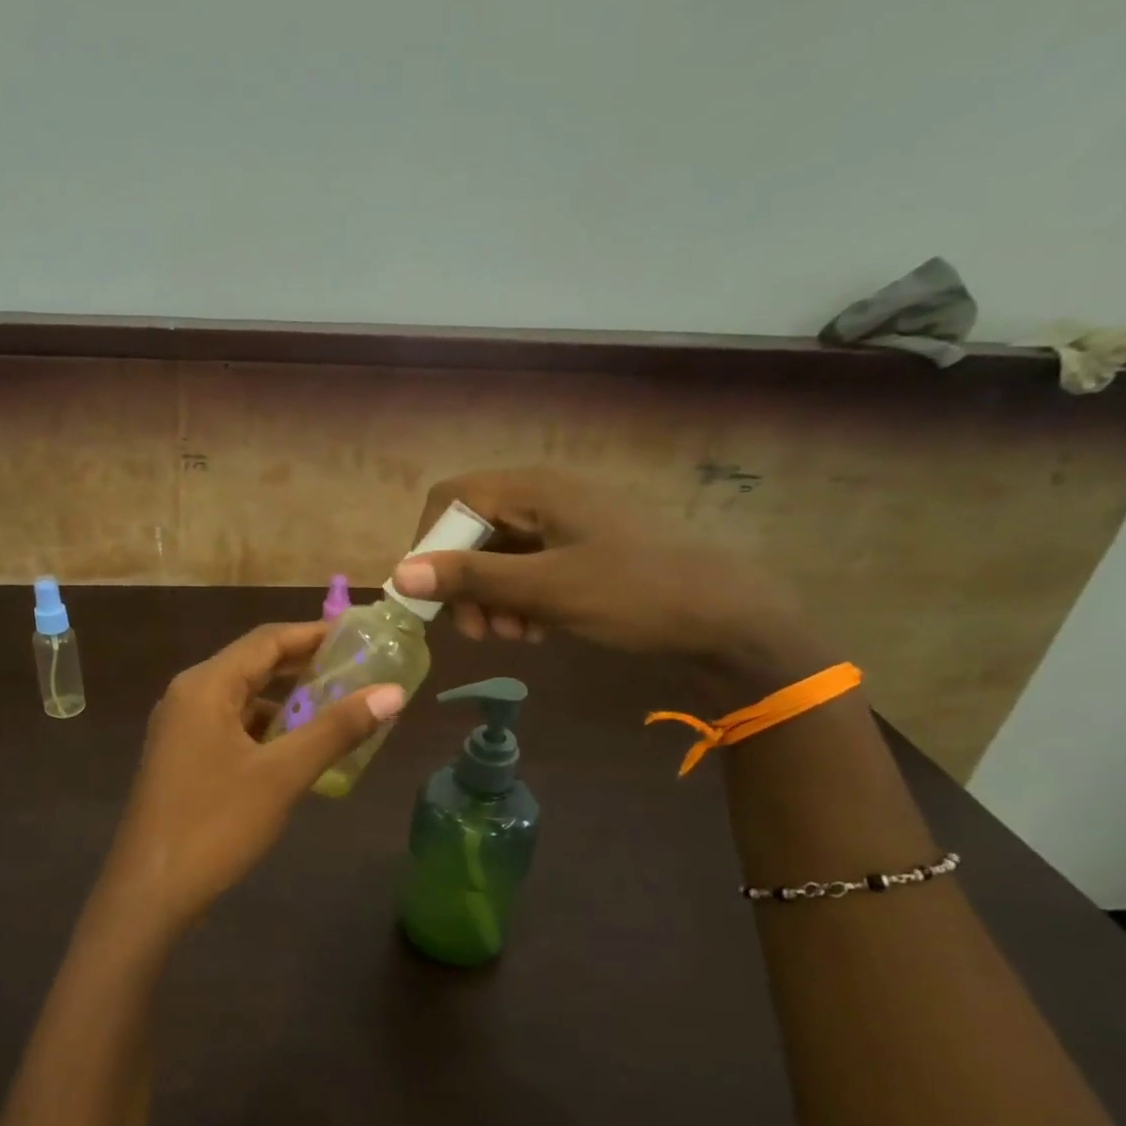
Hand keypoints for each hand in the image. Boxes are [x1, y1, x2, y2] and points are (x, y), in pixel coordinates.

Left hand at [89, 621, 404, 939]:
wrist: (149, 893)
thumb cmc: (215, 825)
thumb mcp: (282, 775)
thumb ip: (336, 729)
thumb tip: (393, 692)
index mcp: (206, 686)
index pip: (268, 640)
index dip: (315, 633)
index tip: (360, 634)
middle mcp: (189, 695)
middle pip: (254, 664)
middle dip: (305, 665)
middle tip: (357, 668)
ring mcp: (181, 727)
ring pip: (243, 698)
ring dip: (287, 699)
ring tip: (337, 707)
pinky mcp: (182, 756)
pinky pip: (231, 726)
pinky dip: (266, 728)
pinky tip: (297, 748)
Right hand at [393, 468, 821, 676]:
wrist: (726, 617)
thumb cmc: (635, 595)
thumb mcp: (546, 590)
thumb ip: (471, 579)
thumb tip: (399, 572)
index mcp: (536, 489)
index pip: (451, 498)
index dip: (429, 544)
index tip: (431, 596)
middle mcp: (545, 496)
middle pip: (472, 529)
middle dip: (462, 582)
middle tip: (475, 631)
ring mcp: (565, 523)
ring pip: (498, 554)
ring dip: (489, 597)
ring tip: (510, 637)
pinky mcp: (580, 550)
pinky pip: (527, 568)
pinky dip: (518, 599)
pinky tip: (534, 631)